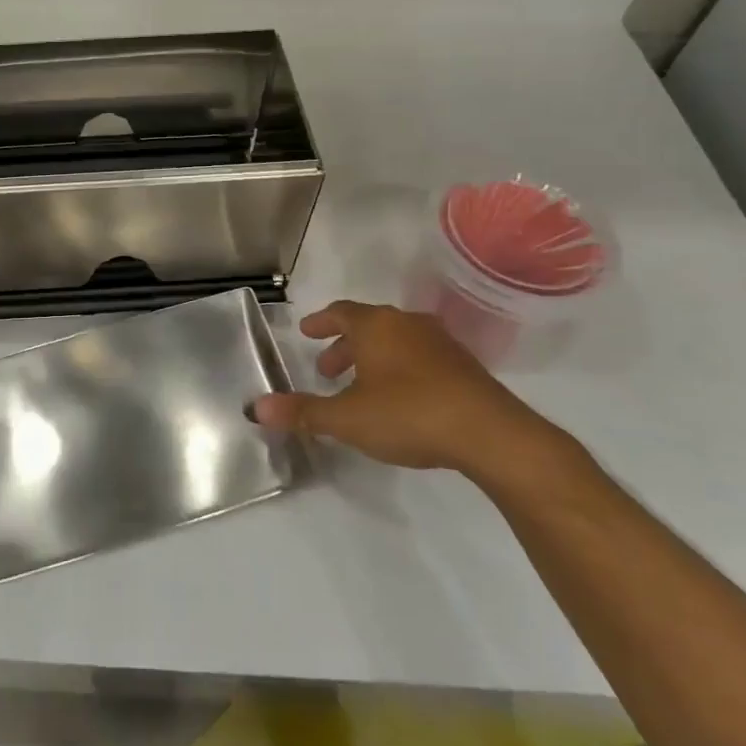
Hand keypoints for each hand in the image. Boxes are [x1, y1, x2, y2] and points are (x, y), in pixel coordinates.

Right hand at [253, 301, 549, 472]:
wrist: (490, 433)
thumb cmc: (408, 414)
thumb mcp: (347, 418)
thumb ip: (302, 412)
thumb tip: (255, 408)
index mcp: (376, 326)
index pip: (340, 312)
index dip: (321, 322)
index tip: (306, 331)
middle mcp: (406, 324)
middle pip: (368, 325)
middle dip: (344, 345)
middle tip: (327, 368)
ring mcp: (439, 342)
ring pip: (396, 340)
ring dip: (373, 357)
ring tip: (361, 385)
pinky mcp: (464, 365)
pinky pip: (420, 355)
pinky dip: (400, 367)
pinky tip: (400, 396)